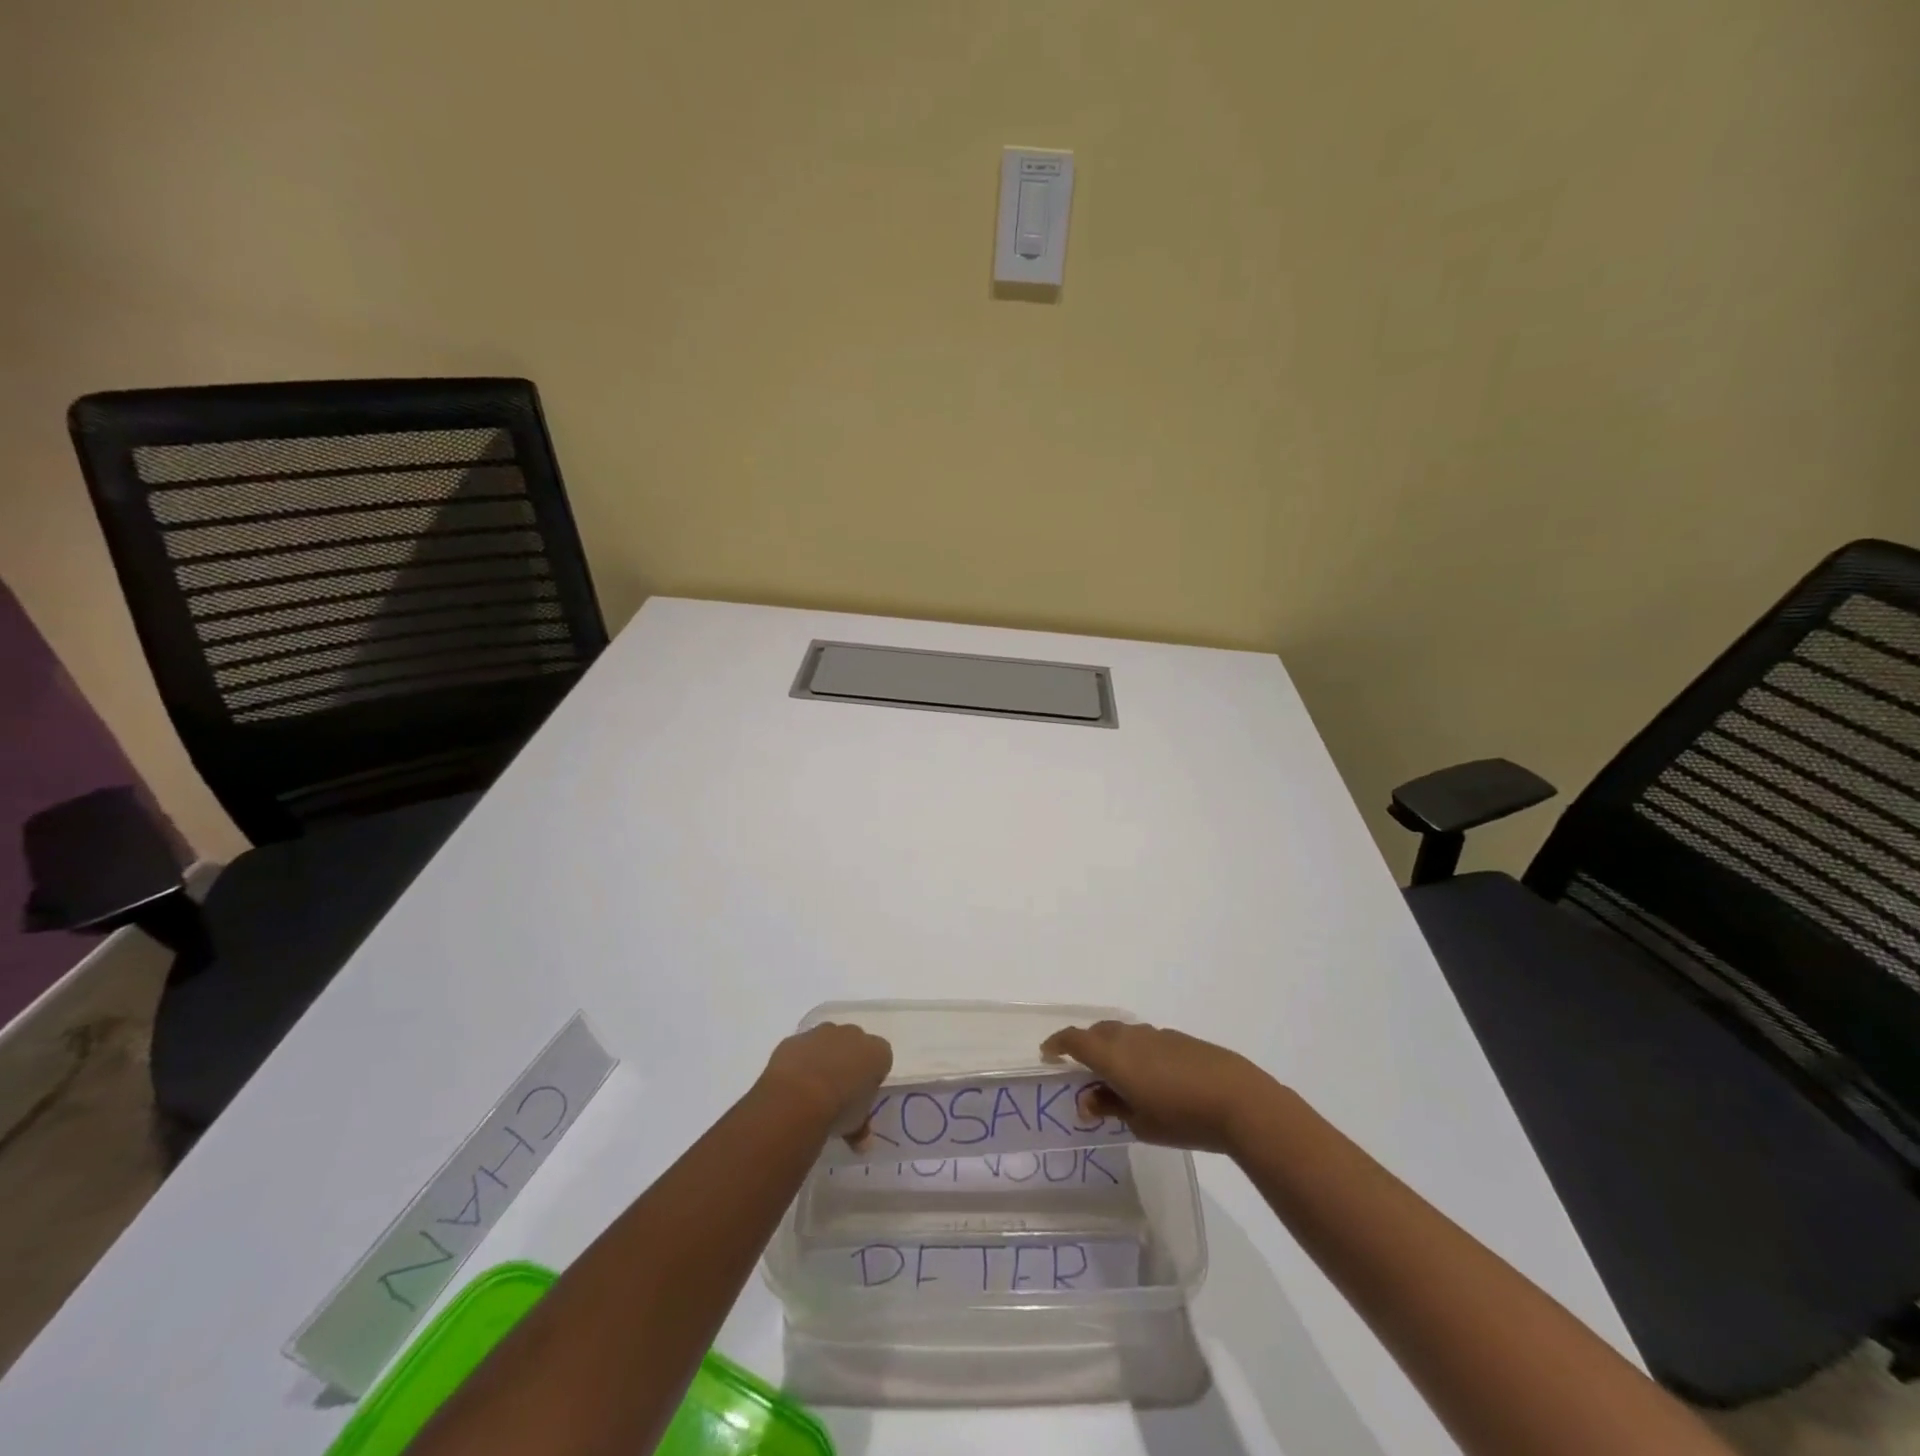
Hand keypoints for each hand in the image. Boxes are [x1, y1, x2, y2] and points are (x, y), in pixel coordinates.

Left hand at [759, 1023, 892, 1144]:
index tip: (862, 1095)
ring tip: (813, 1088)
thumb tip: (862, 1143)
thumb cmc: (839, 1108)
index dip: (872, 1076)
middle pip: (855, 1045)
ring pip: (827, 1042)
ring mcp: (822, 1033)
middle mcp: (852, 1034)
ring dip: (823, 1058)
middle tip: (839, 1091)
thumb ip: (861, 1128)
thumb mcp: (856, 1124)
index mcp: (876, 1052)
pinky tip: (793, 1083)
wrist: (798, 1096)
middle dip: (848, 1062)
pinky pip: (801, 1048)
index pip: (882, 1058)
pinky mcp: (795, 1038)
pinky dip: (799, 1061)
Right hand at [1040, 1021, 1277, 1154]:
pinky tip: (1151, 1078)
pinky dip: (1136, 1052)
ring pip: (1123, 1034)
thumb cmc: (1181, 1117)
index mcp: (1112, 1055)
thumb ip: (1109, 1107)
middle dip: (1085, 1046)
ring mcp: (1156, 1035)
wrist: (1238, 1100)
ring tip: (1118, 1079)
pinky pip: (1145, 1040)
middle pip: (1098, 1032)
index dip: (1058, 1044)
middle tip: (1084, 1072)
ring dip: (1112, 1049)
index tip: (1048, 1054)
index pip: (1075, 1039)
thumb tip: (1087, 1100)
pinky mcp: (1179, 1040)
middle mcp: (1130, 1037)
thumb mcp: (1138, 1122)